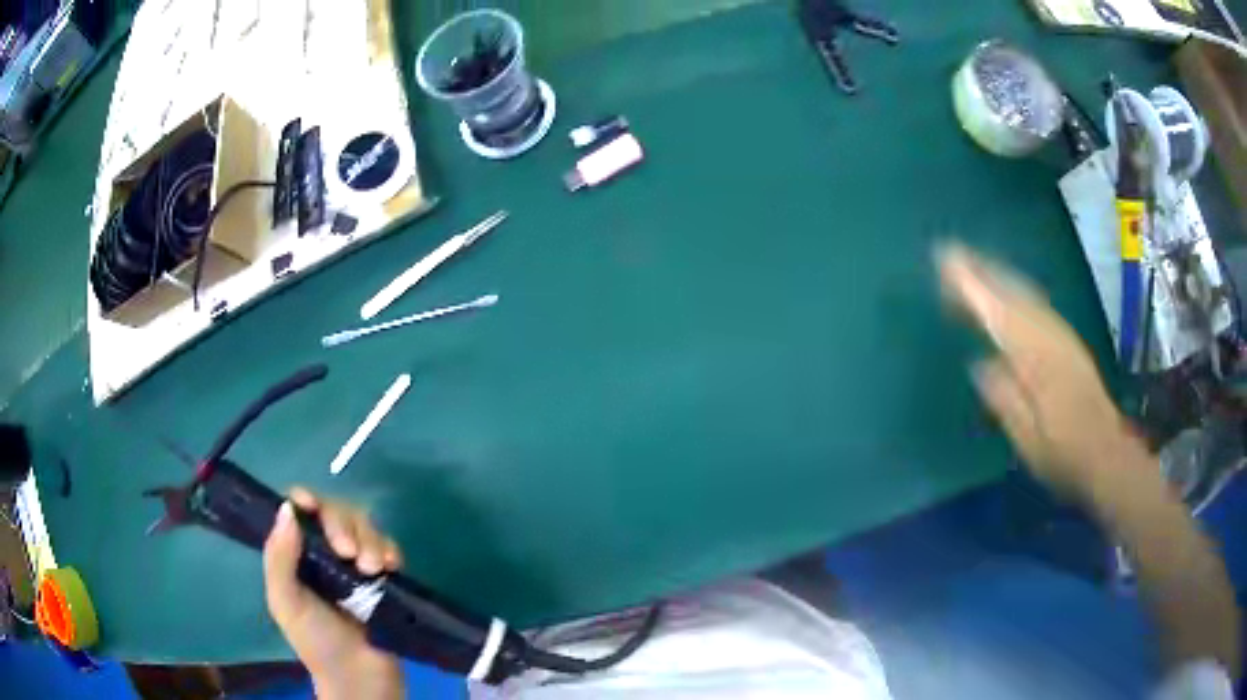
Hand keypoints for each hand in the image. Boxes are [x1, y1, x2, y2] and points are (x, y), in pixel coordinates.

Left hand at [263, 487, 405, 699]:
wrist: (362, 677)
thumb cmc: (317, 642)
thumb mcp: (286, 603)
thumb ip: (279, 558)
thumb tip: (286, 508)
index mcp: (295, 555)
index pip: (297, 512)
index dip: (305, 501)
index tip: (312, 506)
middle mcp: (323, 552)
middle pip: (334, 512)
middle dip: (342, 525)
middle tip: (349, 554)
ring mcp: (354, 564)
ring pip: (363, 526)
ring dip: (369, 540)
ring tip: (374, 569)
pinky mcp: (382, 576)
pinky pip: (387, 547)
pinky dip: (389, 549)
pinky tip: (391, 566)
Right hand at [937, 243, 1141, 496]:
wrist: (1106, 452)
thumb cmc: (1063, 453)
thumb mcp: (1028, 439)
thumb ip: (1005, 400)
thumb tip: (980, 365)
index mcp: (1037, 361)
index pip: (999, 313)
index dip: (972, 286)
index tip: (946, 262)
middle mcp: (1050, 337)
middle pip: (1013, 292)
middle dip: (981, 269)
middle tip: (950, 255)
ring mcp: (1061, 335)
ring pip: (1025, 294)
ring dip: (997, 275)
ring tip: (970, 265)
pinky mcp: (1067, 341)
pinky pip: (1035, 303)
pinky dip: (1014, 289)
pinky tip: (1005, 290)